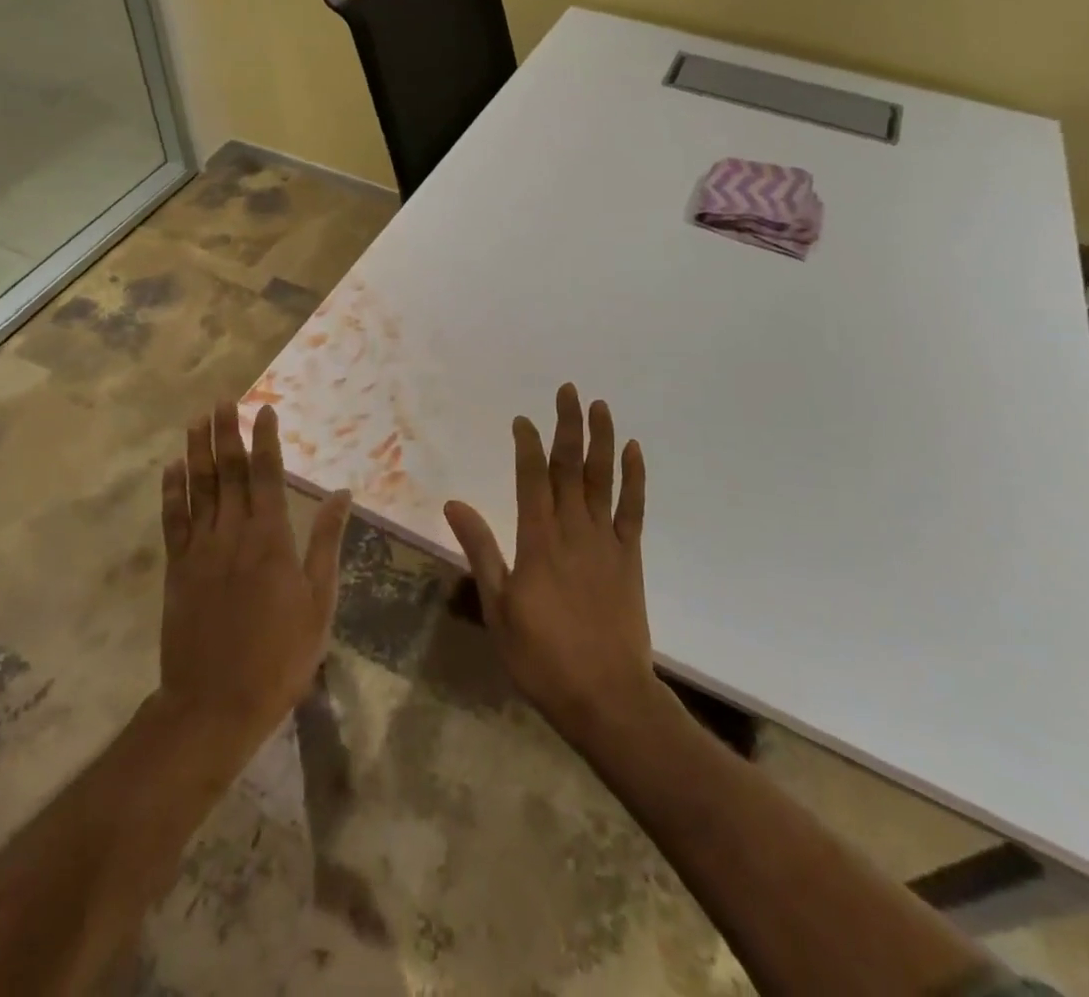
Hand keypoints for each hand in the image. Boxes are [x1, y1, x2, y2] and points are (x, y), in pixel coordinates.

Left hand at [157, 401, 351, 753]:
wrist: (216, 704)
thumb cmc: (280, 655)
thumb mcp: (318, 601)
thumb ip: (326, 543)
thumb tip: (341, 494)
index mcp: (270, 538)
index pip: (268, 475)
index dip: (266, 439)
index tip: (264, 410)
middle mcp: (232, 533)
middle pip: (229, 473)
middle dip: (227, 433)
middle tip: (224, 401)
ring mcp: (200, 550)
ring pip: (199, 489)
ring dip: (198, 452)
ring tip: (198, 420)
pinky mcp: (177, 570)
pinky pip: (173, 521)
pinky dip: (172, 492)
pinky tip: (171, 469)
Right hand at [444, 384, 661, 750]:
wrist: (606, 697)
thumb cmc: (542, 656)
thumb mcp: (498, 606)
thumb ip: (480, 550)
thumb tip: (454, 503)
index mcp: (538, 540)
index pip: (531, 477)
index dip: (527, 444)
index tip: (523, 419)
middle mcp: (573, 529)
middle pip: (569, 466)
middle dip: (567, 425)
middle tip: (568, 389)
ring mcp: (606, 540)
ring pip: (603, 478)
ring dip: (601, 439)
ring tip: (600, 406)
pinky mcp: (630, 557)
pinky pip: (633, 508)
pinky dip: (634, 478)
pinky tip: (632, 451)